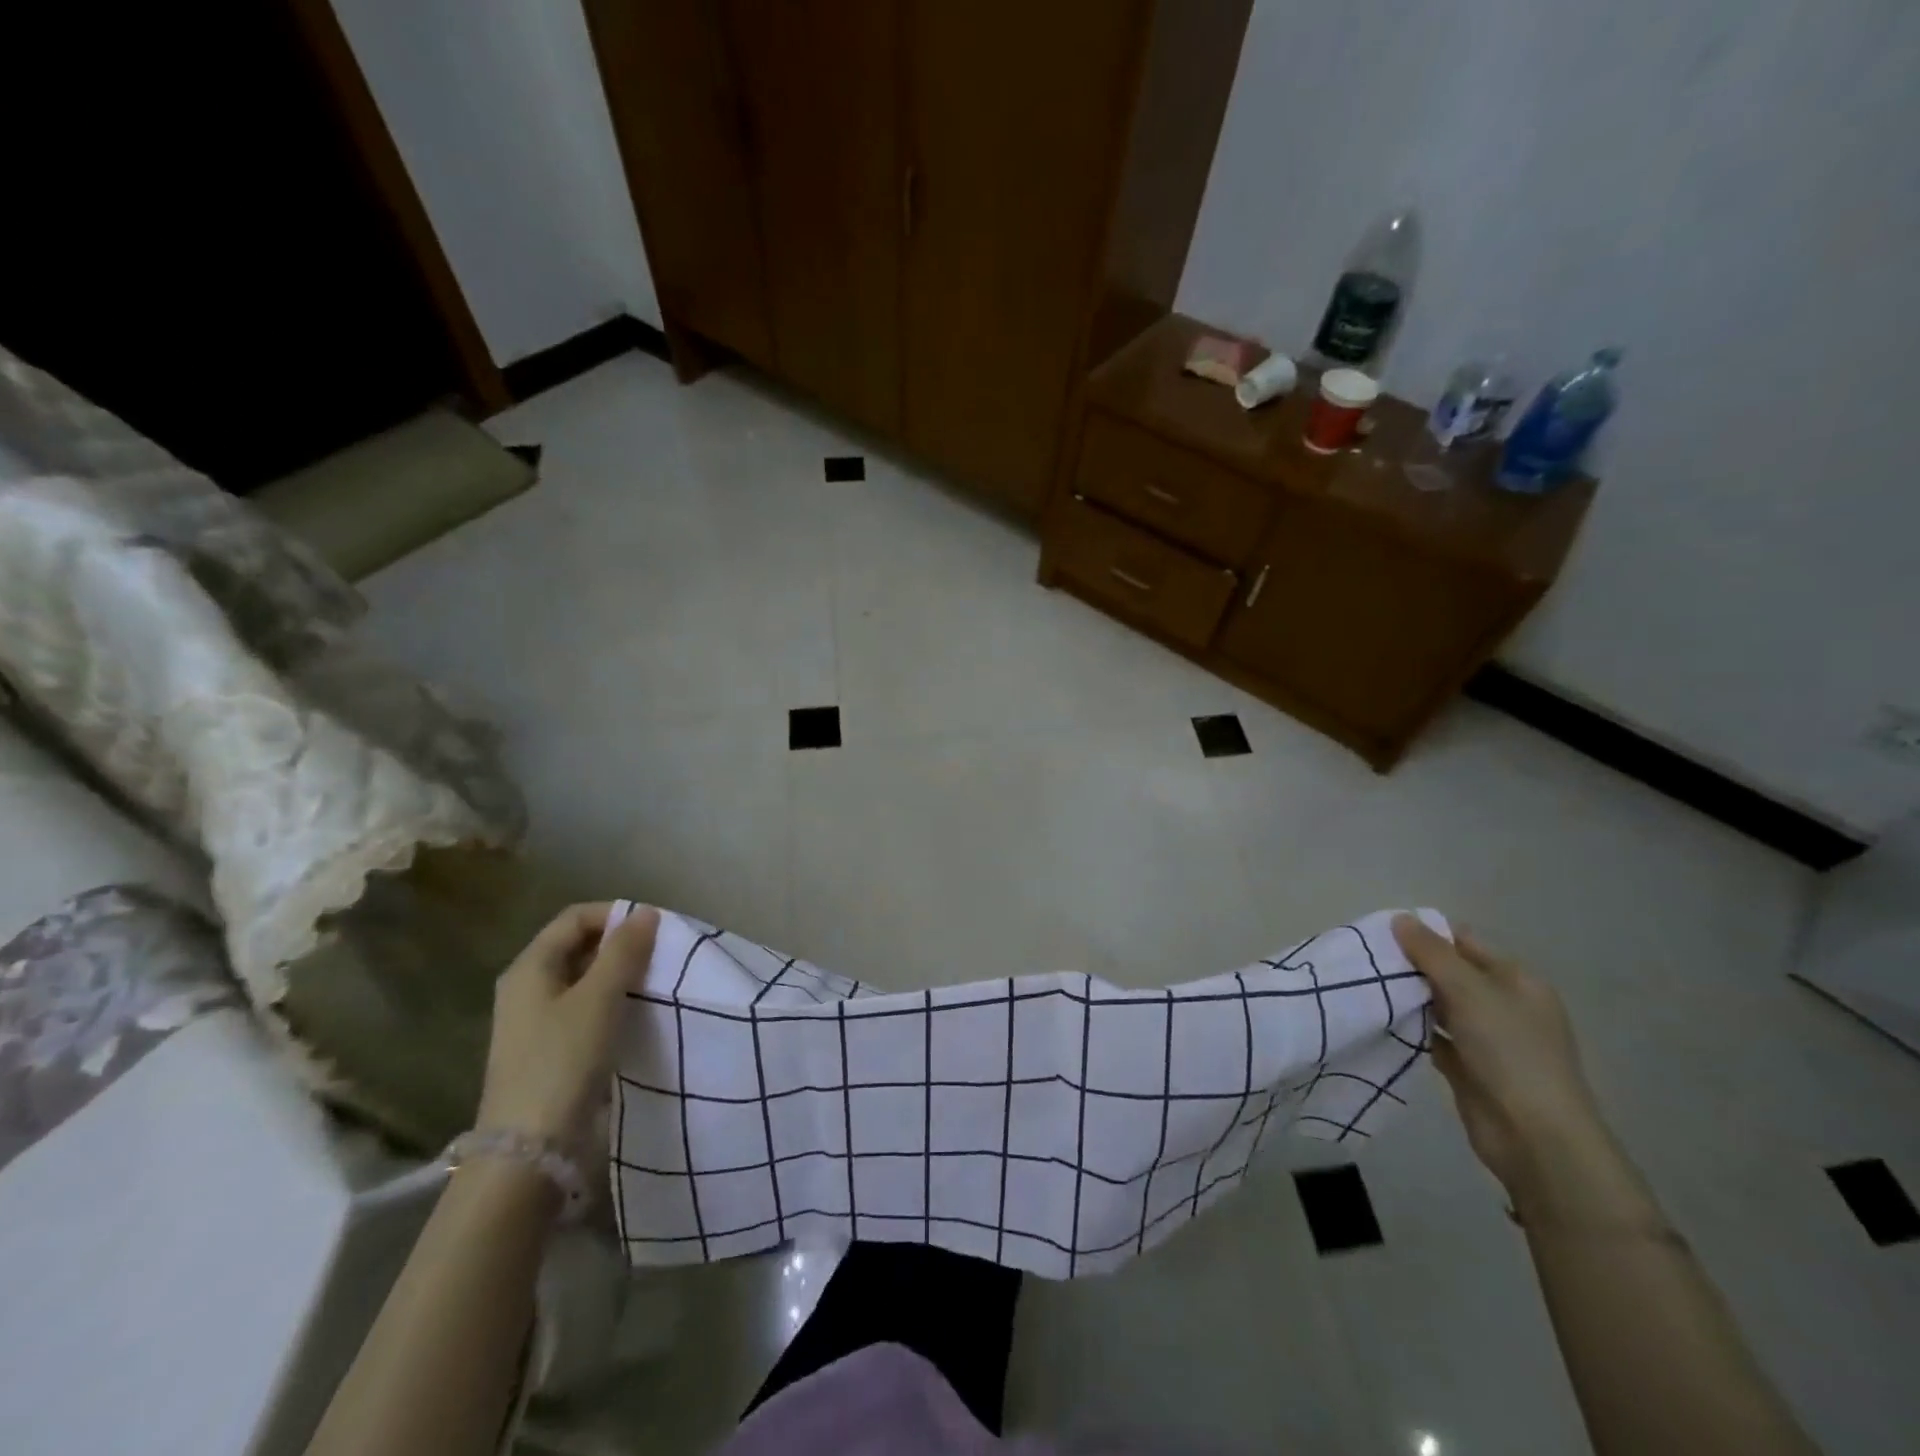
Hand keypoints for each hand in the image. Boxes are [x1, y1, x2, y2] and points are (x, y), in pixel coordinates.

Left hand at [476, 903, 658, 1144]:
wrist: (530, 1149)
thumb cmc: (563, 1060)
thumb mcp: (599, 998)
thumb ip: (624, 951)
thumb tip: (645, 912)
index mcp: (529, 967)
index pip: (576, 917)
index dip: (616, 914)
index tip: (656, 929)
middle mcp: (527, 987)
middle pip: (578, 946)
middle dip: (621, 944)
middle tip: (661, 955)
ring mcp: (534, 1021)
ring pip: (584, 979)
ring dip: (619, 974)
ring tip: (655, 982)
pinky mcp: (548, 1050)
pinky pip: (584, 1009)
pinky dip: (612, 1002)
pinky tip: (636, 1015)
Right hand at [1392, 914, 1609, 1197]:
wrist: (1535, 1137)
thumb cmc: (1510, 1052)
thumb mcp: (1470, 991)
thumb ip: (1432, 953)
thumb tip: (1400, 918)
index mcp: (1517, 981)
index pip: (1465, 943)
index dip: (1427, 934)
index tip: (1382, 932)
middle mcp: (1504, 1006)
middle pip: (1450, 973)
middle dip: (1411, 965)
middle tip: (1366, 958)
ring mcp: (1487, 1039)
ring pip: (1439, 1005)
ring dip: (1408, 996)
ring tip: (1364, 983)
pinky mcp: (1468, 1067)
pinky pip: (1433, 1036)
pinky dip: (1411, 1027)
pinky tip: (1379, 1018)